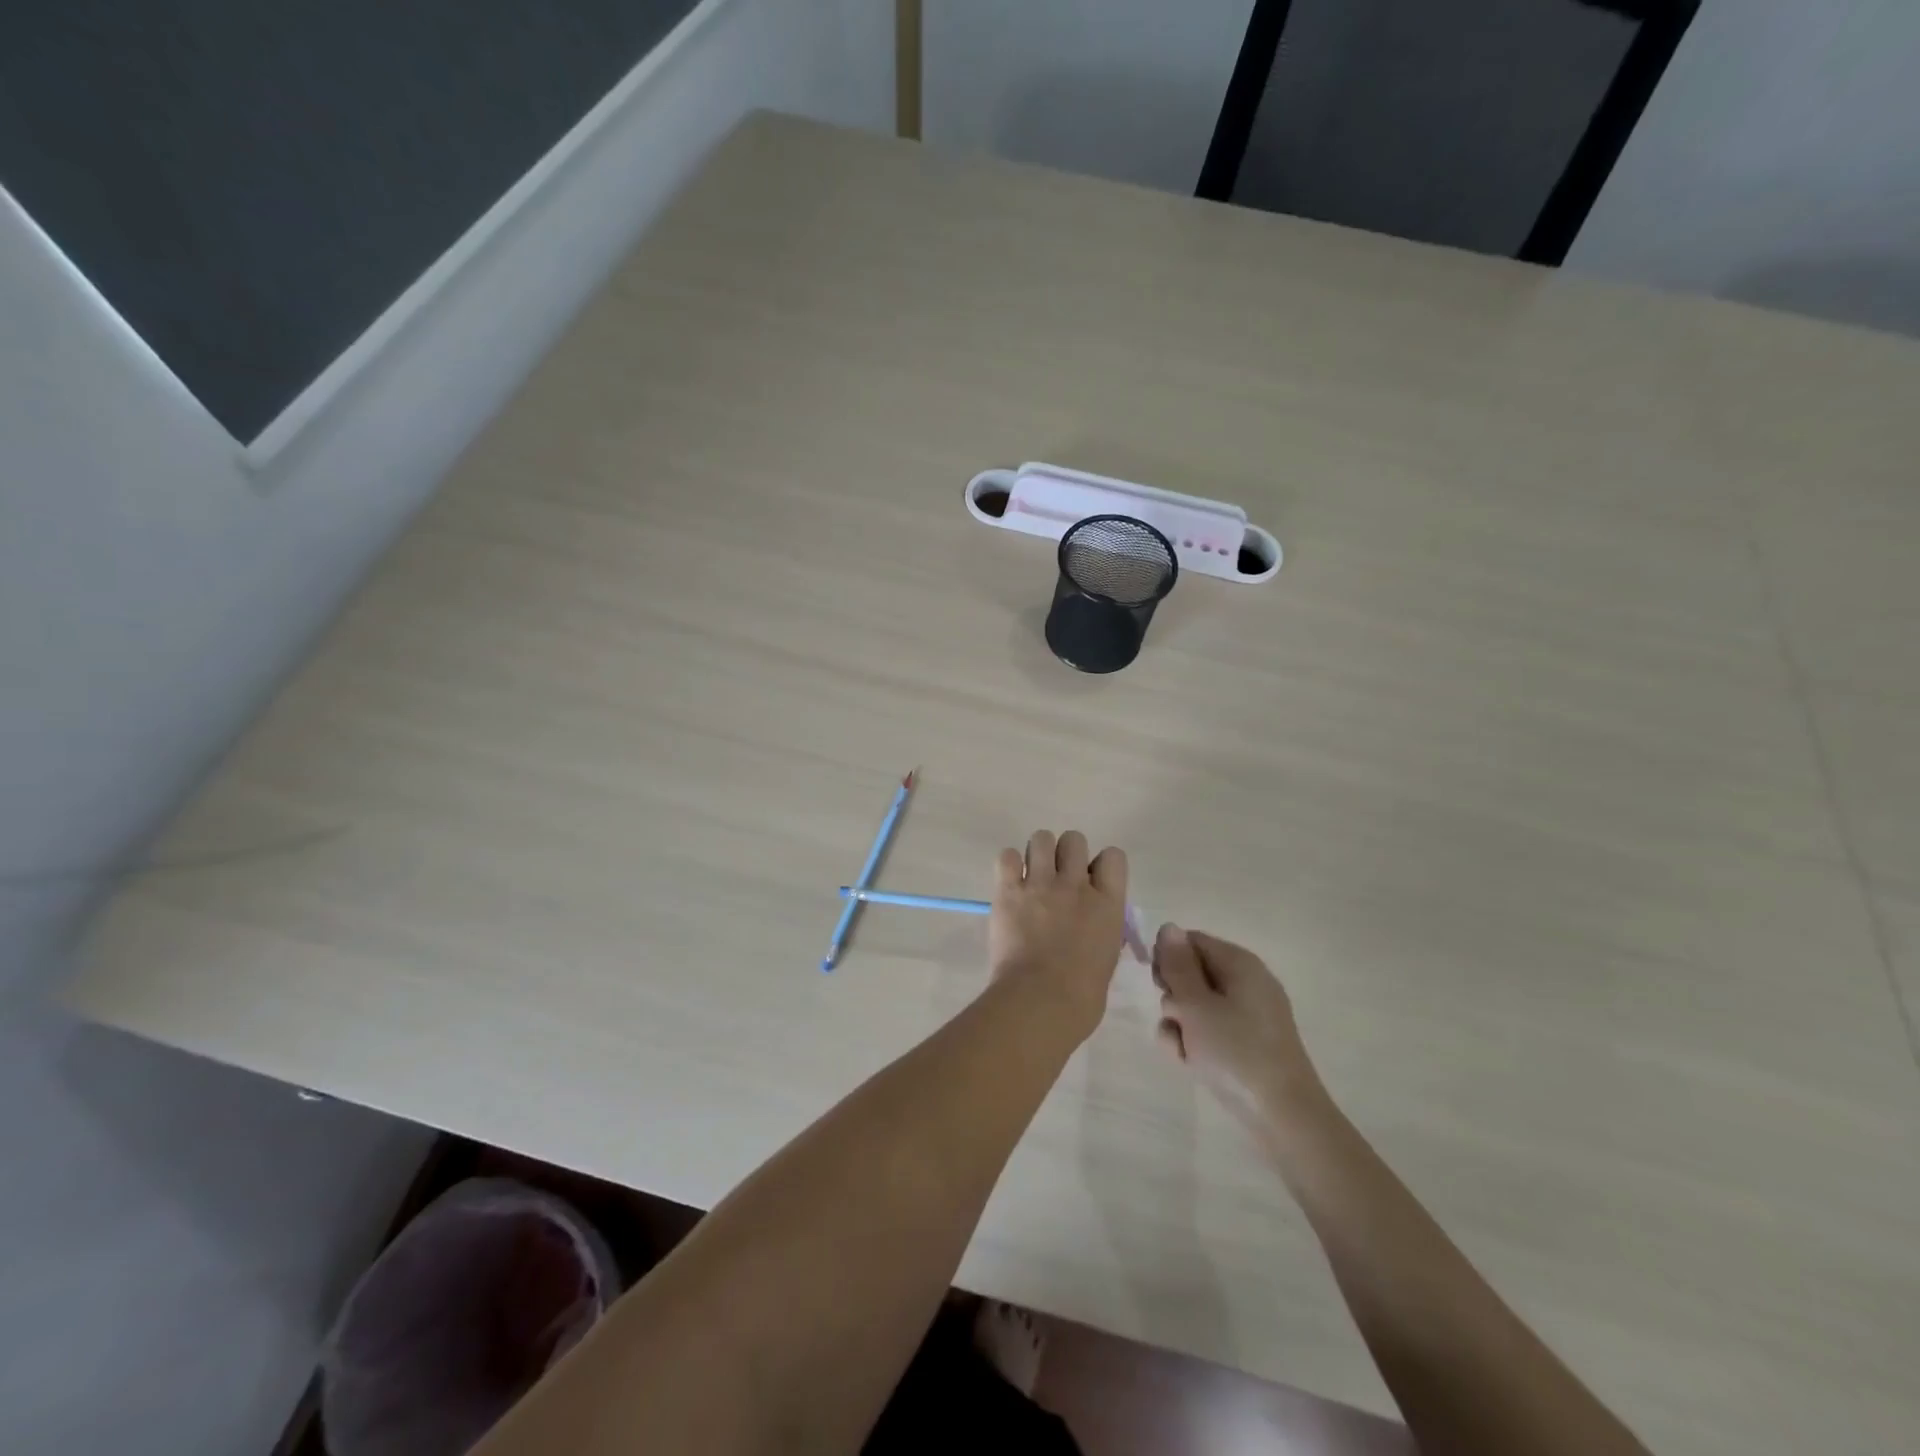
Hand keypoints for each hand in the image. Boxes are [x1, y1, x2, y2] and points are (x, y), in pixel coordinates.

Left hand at [989, 830, 1128, 1037]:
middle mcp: (1076, 885)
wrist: (1041, 1001)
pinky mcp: (1009, 891)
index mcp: (1108, 903)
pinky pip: (1007, 856)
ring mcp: (1041, 884)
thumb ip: (1101, 929)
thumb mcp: (1107, 957)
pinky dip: (1008, 866)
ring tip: (1031, 876)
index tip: (1092, 882)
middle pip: (1074, 839)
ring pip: (1041, 838)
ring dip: (1037, 854)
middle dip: (1066, 854)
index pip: (1113, 856)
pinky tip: (1010, 884)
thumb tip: (1092, 924)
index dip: (1101, 865)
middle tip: (1057, 878)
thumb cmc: (1082, 995)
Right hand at [1153, 925, 1331, 1138]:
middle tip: (1177, 1019)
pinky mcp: (1247, 1043)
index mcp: (1239, 963)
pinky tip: (1191, 1064)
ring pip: (1195, 1006)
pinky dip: (1196, 1043)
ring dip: (1180, 1025)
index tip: (1161, 986)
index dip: (1168, 959)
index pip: (1190, 940)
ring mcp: (1248, 1014)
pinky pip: (1210, 1030)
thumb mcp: (1196, 1006)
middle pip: (1191, 973)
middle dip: (1174, 998)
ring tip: (1185, 1050)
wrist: (1284, 1117)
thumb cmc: (1236, 1052)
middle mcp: (1245, 982)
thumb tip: (1168, 927)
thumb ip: (1177, 965)